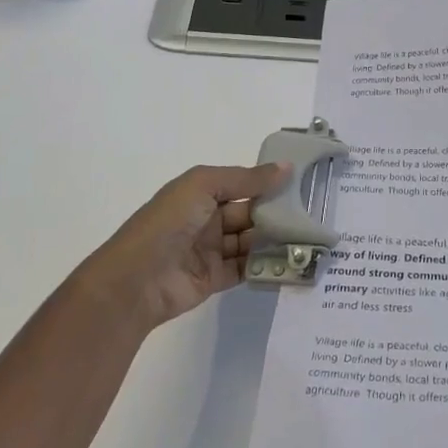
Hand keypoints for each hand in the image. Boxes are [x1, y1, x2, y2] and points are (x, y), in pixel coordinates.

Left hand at [75, 163, 287, 331]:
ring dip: (273, 239)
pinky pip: (245, 268)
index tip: (300, 182)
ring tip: (306, 237)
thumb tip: (286, 167)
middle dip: (274, 212)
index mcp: (201, 192)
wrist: (136, 280)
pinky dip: (265, 264)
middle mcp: (206, 219)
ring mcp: (210, 250)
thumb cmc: (168, 222)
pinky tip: (289, 260)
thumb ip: (247, 179)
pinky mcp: (215, 278)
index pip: (241, 184)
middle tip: (310, 212)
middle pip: (248, 213)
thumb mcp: (204, 186)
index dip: (266, 183)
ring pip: (249, 240)